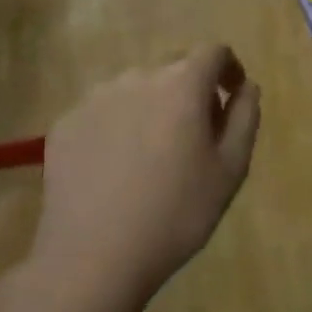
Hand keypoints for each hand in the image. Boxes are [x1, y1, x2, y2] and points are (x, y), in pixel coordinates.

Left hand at [31, 44, 261, 305]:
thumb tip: (246, 88)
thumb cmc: (176, 213)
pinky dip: (119, 125)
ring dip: (154, 106)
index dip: (229, 68)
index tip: (232, 96)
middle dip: (192, 89)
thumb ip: (245, 118)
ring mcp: (95, 99)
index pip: (213, 51)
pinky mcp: (65, 124)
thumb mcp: (231, 169)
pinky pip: (104, 111)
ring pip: (137, 88)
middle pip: (174, 66)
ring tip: (153, 153)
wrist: (91, 259)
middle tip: (196, 134)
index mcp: (182, 84)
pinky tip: (118, 167)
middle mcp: (138, 78)